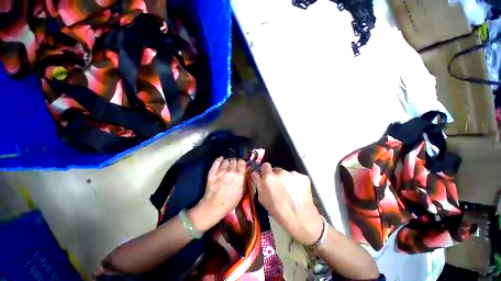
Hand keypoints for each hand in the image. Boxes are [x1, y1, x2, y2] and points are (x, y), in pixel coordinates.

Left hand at [188, 157, 245, 231]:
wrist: (215, 206)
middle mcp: (231, 171)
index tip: (241, 165)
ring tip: (227, 164)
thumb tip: (246, 171)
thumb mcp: (242, 191)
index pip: (242, 162)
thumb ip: (244, 179)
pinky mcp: (213, 172)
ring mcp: (221, 171)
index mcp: (239, 176)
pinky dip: (219, 159)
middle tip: (234, 165)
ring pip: (226, 160)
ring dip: (228, 161)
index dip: (241, 162)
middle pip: (234, 160)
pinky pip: (217, 162)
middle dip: (235, 162)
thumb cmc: (231, 201)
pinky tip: (221, 159)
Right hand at [252, 163, 322, 244]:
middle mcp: (280, 172)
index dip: (266, 171)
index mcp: (268, 177)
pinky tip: (298, 192)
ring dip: (287, 180)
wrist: (301, 219)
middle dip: (276, 176)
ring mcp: (292, 173)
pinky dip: (296, 182)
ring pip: (287, 174)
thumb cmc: (278, 211)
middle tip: (280, 187)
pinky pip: (297, 177)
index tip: (267, 176)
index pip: (265, 166)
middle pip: (276, 170)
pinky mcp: (303, 176)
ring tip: (291, 192)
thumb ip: (259, 183)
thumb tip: (256, 174)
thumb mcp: (263, 199)